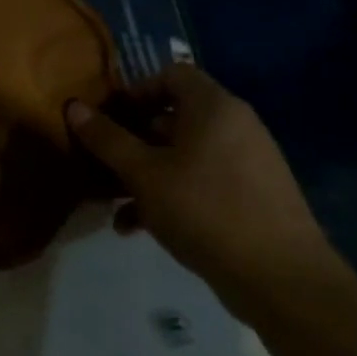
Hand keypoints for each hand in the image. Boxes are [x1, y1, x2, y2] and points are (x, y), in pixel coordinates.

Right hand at [66, 65, 342, 320]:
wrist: (283, 280)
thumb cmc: (205, 209)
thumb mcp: (143, 173)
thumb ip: (106, 139)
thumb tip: (73, 106)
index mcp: (214, 108)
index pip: (171, 74)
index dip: (136, 90)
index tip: (110, 119)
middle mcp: (236, 126)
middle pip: (174, 117)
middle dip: (133, 140)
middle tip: (104, 163)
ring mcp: (249, 163)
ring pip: (184, 155)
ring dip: (146, 174)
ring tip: (116, 205)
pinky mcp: (254, 197)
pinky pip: (203, 181)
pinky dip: (172, 195)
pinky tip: (140, 228)